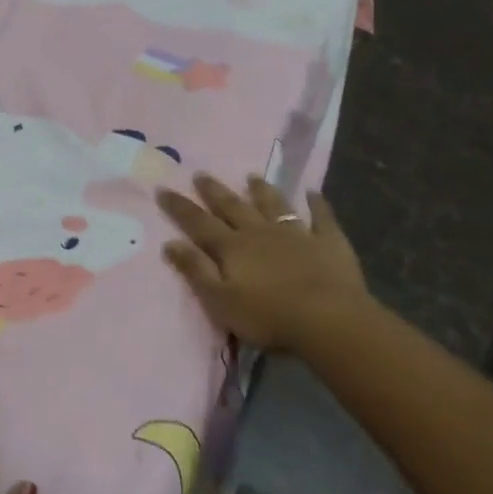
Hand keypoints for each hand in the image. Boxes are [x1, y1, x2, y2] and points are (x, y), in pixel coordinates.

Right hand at [156, 173, 371, 349]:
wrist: (329, 319)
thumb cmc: (268, 316)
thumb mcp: (220, 300)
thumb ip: (195, 270)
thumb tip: (169, 243)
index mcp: (232, 247)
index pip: (198, 223)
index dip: (179, 207)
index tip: (163, 188)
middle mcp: (259, 232)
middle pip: (233, 207)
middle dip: (214, 191)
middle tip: (201, 174)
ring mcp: (296, 233)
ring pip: (274, 205)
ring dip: (262, 191)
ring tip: (252, 177)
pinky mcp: (328, 242)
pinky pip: (321, 217)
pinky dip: (317, 204)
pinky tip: (313, 193)